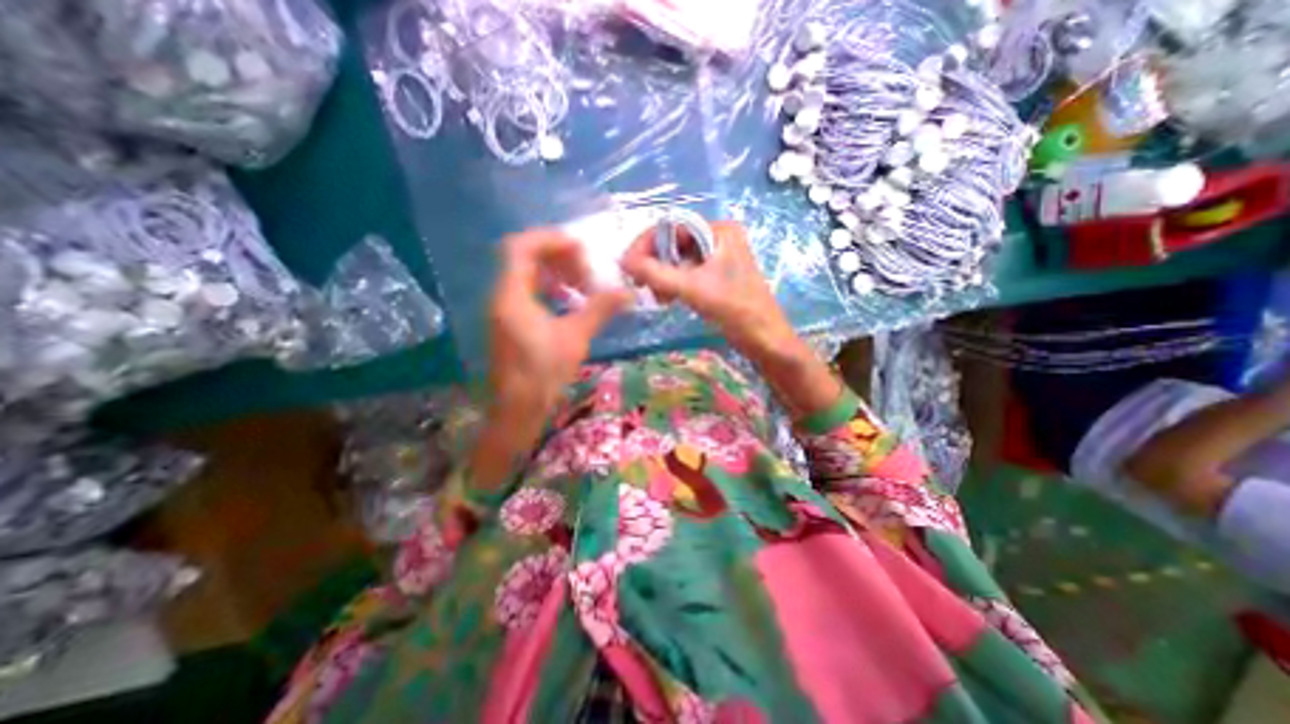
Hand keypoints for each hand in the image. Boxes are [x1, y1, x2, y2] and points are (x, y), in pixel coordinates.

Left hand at [489, 228, 630, 436]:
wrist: (517, 410)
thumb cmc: (543, 374)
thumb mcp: (575, 338)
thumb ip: (599, 309)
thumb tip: (627, 292)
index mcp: (512, 296)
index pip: (521, 248)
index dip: (550, 240)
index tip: (580, 247)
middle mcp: (502, 296)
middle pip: (523, 258)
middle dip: (556, 256)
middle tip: (585, 268)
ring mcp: (504, 310)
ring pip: (525, 275)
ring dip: (553, 272)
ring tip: (580, 283)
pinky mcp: (509, 322)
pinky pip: (527, 292)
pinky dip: (548, 288)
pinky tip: (568, 300)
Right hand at [621, 217, 796, 357]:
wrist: (765, 339)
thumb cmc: (735, 309)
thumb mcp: (693, 288)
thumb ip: (656, 273)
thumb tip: (624, 261)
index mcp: (720, 230)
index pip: (673, 226)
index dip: (647, 243)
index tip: (628, 266)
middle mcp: (719, 238)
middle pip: (674, 243)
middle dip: (655, 263)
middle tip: (642, 286)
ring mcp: (718, 258)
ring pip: (678, 260)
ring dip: (663, 276)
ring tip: (658, 297)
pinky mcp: (716, 276)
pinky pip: (686, 273)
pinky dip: (673, 284)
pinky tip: (668, 300)